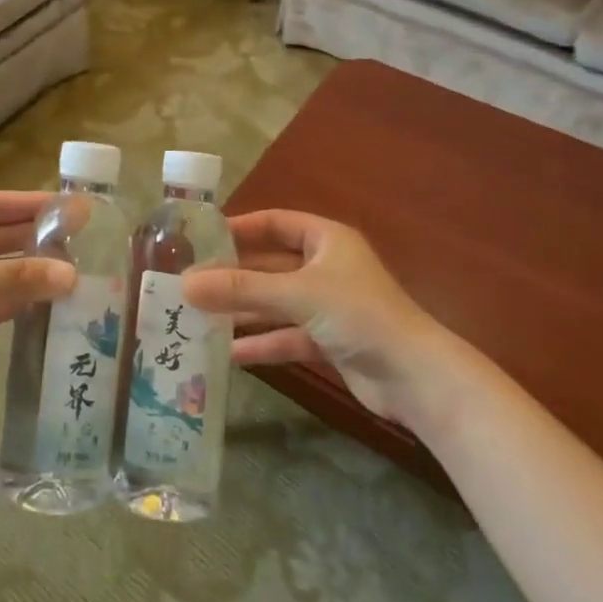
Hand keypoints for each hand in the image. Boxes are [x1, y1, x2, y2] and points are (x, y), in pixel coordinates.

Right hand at [181, 210, 439, 425]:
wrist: (417, 378)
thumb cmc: (359, 316)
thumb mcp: (296, 295)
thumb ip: (241, 289)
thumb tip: (185, 283)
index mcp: (326, 240)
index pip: (274, 223)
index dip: (240, 228)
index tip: (201, 238)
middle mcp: (326, 268)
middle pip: (270, 265)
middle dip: (234, 275)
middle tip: (190, 282)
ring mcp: (328, 306)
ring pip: (276, 302)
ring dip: (243, 310)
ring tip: (198, 316)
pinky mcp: (329, 341)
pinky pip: (286, 335)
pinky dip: (262, 342)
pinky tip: (228, 353)